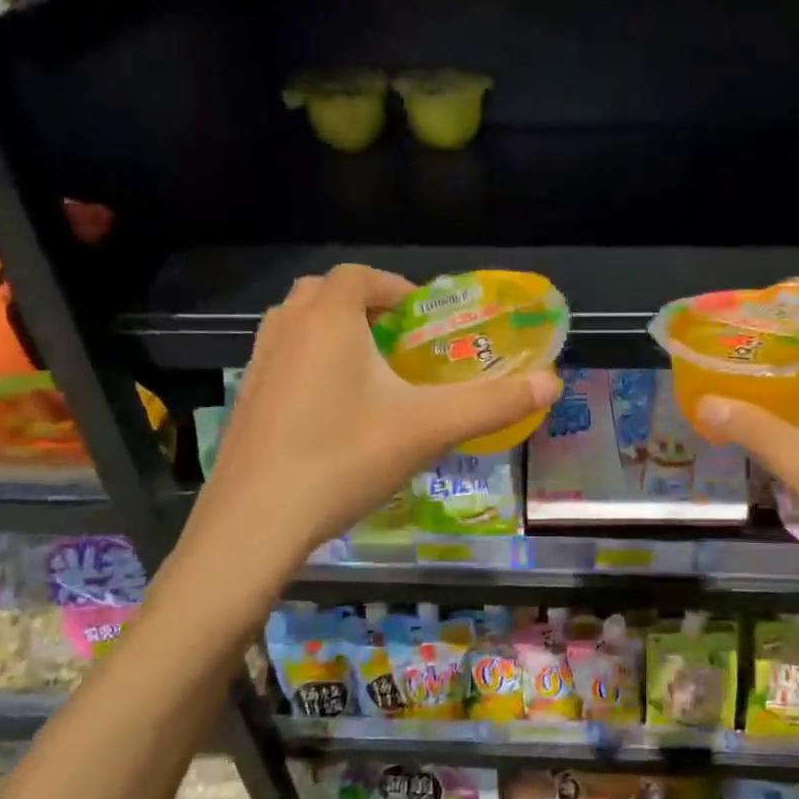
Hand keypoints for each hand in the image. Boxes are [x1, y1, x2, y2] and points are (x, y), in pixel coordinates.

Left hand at [184, 264, 561, 567]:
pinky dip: (310, 365)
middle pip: (325, 293)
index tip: (425, 316)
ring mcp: (258, 364)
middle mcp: (287, 328)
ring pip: (298, 326)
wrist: (255, 523)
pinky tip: (333, 412)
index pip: (361, 275)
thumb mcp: (429, 429)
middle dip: (364, 306)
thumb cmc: (345, 459)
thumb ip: (493, 402)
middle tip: (399, 341)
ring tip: (370, 373)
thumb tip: (553, 383)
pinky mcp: (245, 401)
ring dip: (333, 333)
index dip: (396, 286)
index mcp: (328, 318)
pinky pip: (283, 361)